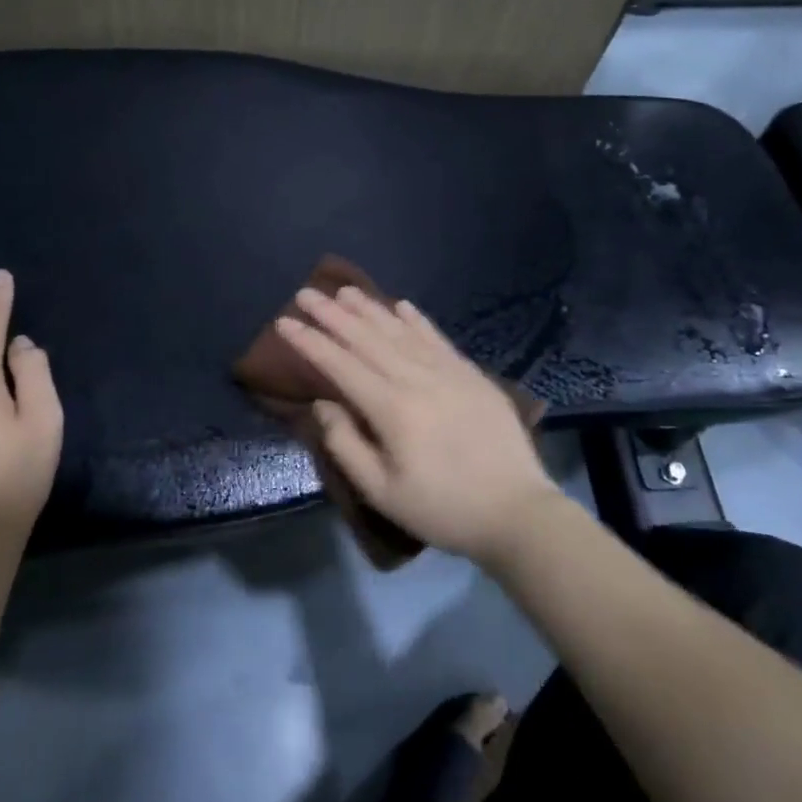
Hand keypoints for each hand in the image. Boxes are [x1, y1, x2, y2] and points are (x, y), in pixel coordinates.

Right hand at [274, 286, 562, 564]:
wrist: (517, 511)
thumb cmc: (443, 508)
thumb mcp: (383, 492)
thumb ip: (346, 445)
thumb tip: (324, 404)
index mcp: (392, 408)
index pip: (341, 365)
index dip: (310, 342)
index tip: (284, 322)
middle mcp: (417, 378)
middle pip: (367, 338)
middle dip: (333, 314)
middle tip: (306, 293)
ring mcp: (448, 371)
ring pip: (400, 331)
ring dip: (370, 308)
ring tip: (345, 290)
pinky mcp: (471, 374)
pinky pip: (436, 337)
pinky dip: (416, 319)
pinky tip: (401, 305)